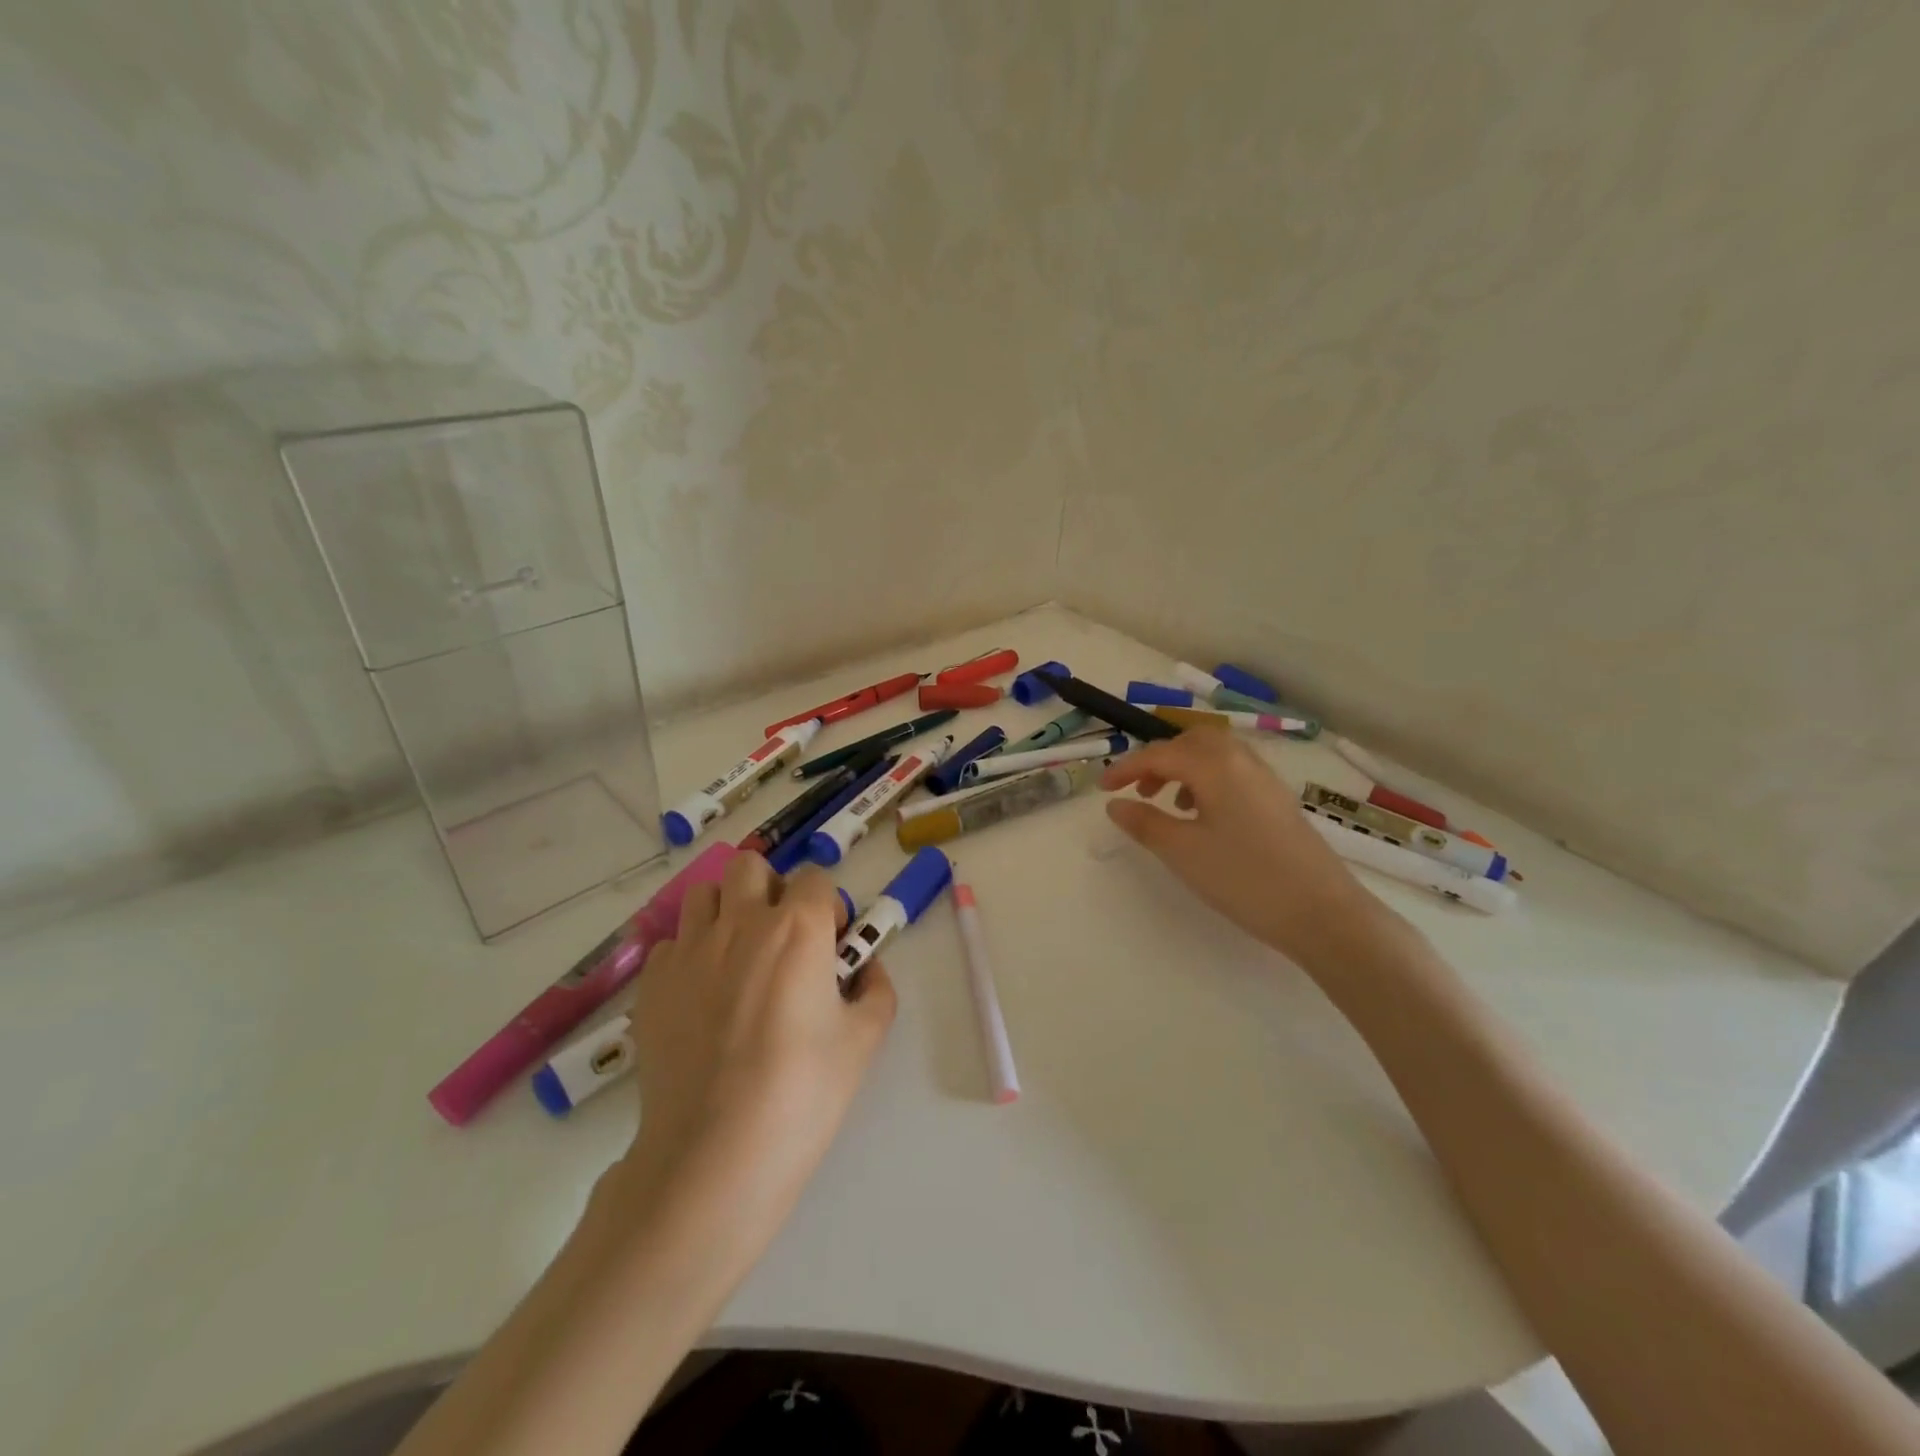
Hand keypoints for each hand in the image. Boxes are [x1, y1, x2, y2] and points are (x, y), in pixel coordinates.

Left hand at [609, 854, 895, 1251]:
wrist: (715, 1154)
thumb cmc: (802, 1093)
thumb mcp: (864, 1040)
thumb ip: (876, 990)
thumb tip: (867, 970)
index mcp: (797, 928)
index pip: (814, 878)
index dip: (827, 906)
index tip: (831, 945)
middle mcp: (741, 922)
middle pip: (751, 866)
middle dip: (772, 889)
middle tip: (783, 938)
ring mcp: (689, 950)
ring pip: (704, 894)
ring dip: (727, 910)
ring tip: (738, 956)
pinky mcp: (652, 983)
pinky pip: (672, 943)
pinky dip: (690, 954)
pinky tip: (701, 996)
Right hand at [1101, 727, 1372, 962]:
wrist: (1322, 913)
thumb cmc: (1244, 878)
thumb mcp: (1182, 852)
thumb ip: (1144, 823)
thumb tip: (1115, 804)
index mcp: (1215, 765)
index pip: (1159, 754)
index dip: (1126, 768)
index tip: (1101, 788)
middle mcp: (1242, 760)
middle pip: (1191, 741)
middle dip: (1158, 759)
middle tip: (1137, 789)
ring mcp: (1265, 779)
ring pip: (1215, 755)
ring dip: (1184, 769)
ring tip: (1167, 803)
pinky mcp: (1278, 800)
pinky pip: (1233, 772)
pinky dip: (1207, 781)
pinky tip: (1203, 816)